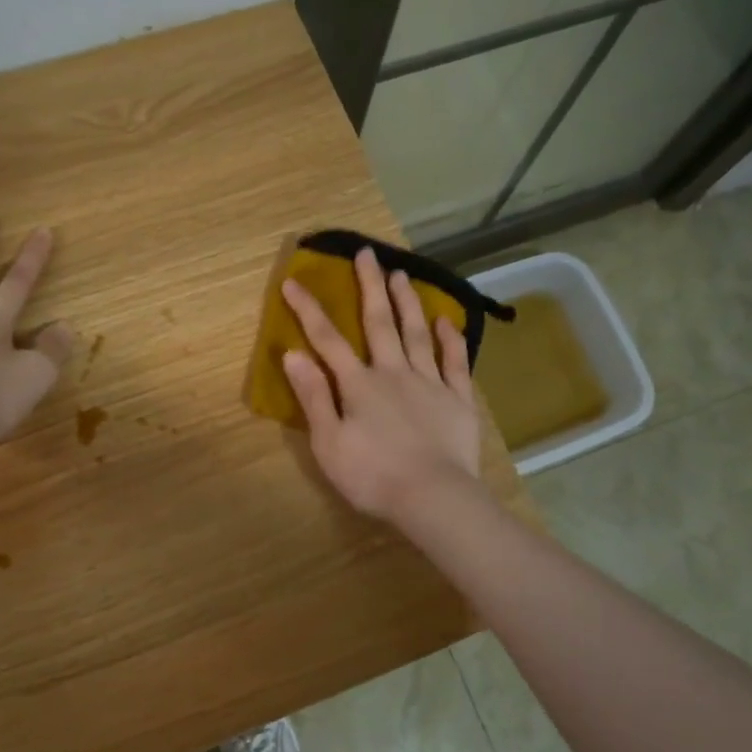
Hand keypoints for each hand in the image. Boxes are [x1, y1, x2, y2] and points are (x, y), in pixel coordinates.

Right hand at [280, 248, 481, 522]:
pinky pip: (455, 363)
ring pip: (417, 334)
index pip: (327, 340)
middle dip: (370, 287)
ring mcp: (429, 383)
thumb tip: (293, 353)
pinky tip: (447, 321)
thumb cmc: (373, 476)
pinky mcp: (457, 400)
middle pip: (379, 323)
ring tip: (402, 274)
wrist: (433, 497)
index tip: (294, 281)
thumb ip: (314, 396)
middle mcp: (394, 373)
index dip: (309, 310)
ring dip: (408, 302)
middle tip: (367, 253)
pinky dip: (451, 340)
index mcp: (359, 385)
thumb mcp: (329, 443)